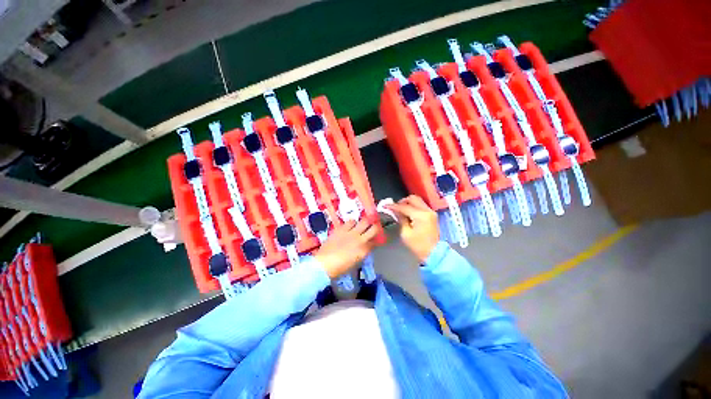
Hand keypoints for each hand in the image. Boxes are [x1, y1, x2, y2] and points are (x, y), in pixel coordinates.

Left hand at [314, 219, 377, 278]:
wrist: (324, 263)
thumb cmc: (340, 268)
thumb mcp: (355, 262)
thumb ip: (362, 253)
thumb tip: (365, 247)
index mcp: (364, 250)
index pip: (375, 242)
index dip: (377, 240)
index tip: (376, 239)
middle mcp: (360, 239)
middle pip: (374, 228)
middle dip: (375, 227)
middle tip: (373, 227)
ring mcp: (351, 232)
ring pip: (363, 221)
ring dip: (364, 224)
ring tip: (361, 225)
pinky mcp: (342, 228)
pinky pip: (350, 221)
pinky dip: (353, 223)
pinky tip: (351, 226)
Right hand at [386, 195, 439, 262]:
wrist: (435, 254)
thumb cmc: (418, 246)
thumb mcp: (406, 233)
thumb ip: (401, 219)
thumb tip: (395, 211)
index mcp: (421, 216)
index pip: (404, 206)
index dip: (393, 206)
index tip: (385, 206)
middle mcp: (427, 210)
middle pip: (413, 198)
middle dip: (402, 201)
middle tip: (394, 208)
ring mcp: (431, 212)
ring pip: (418, 200)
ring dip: (408, 203)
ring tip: (400, 210)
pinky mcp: (432, 215)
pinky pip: (421, 205)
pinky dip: (413, 206)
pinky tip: (407, 213)